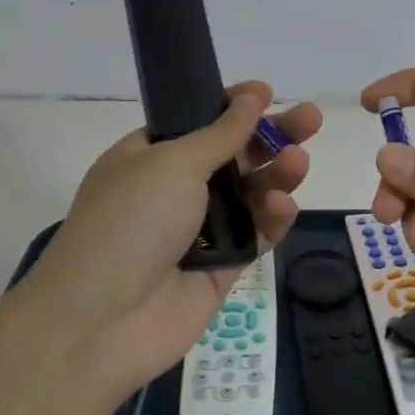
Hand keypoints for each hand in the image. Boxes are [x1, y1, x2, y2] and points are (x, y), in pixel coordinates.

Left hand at [27, 84, 321, 393]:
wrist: (103, 321)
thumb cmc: (129, 223)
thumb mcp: (171, 163)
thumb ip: (220, 133)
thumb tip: (252, 97)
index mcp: (151, 156)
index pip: (199, 121)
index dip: (234, 106)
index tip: (267, 93)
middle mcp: (177, 188)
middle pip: (236, 153)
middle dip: (273, 135)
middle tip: (311, 119)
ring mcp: (202, 228)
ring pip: (253, 192)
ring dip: (277, 173)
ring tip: (298, 162)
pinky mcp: (225, 265)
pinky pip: (258, 233)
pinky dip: (273, 217)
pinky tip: (283, 205)